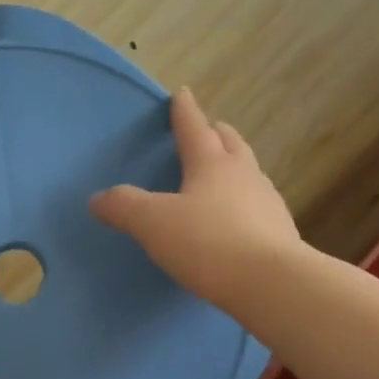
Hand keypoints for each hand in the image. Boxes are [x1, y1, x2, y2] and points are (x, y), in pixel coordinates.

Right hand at [90, 87, 300, 310]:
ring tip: (221, 173)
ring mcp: (267, 202)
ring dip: (234, 166)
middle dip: (216, 133)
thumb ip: (124, 207)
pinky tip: (236, 218)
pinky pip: (258, 205)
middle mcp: (243, 174)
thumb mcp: (153, 223)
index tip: (182, 93)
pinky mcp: (280, 232)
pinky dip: (243, 201)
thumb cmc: (208, 242)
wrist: (273, 284)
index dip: (184, 111)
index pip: (194, 127)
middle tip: (207, 129)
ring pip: (248, 172)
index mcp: (211, 163)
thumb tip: (98, 198)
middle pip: (230, 143)